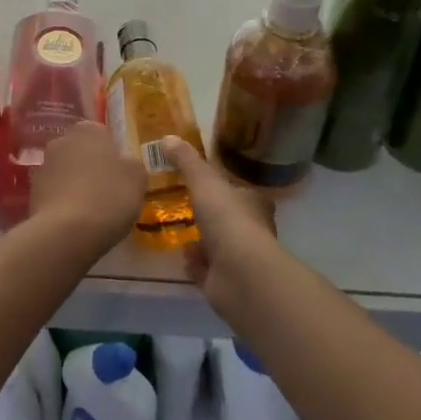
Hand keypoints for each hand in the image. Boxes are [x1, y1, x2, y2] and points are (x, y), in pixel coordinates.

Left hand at [29, 121, 145, 251]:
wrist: (67, 231)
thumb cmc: (109, 196)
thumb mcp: (137, 178)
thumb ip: (131, 164)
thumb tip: (124, 164)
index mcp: (87, 130)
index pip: (101, 134)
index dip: (112, 154)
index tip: (120, 175)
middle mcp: (61, 141)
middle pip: (80, 152)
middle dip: (90, 167)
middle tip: (108, 192)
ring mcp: (43, 166)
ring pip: (65, 172)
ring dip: (75, 185)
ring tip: (91, 212)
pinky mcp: (32, 192)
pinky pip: (54, 194)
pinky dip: (63, 203)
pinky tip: (75, 222)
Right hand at [162, 140, 279, 310]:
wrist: (239, 275)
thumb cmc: (228, 219)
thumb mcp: (204, 181)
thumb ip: (186, 161)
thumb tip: (167, 137)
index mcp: (253, 203)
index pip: (241, 191)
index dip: (225, 187)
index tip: (203, 183)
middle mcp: (252, 230)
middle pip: (229, 219)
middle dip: (209, 215)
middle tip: (183, 206)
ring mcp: (239, 259)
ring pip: (217, 245)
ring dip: (200, 241)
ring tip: (179, 231)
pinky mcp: (226, 283)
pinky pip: (207, 270)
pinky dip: (196, 264)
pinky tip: (183, 257)